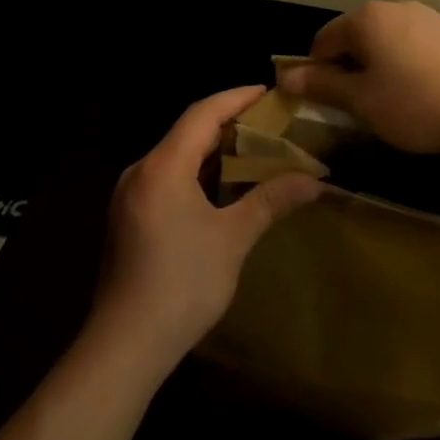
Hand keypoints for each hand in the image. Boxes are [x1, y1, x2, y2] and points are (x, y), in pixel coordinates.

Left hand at [89, 87, 321, 373]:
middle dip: (228, 122)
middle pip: (187, 131)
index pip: (202, 113)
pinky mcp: (128, 218)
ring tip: (253, 149)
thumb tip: (316, 181)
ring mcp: (130, 196)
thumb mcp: (233, 239)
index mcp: (163, 166)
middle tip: (269, 122)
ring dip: (212, 149)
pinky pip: (167, 177)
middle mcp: (141, 171)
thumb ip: (271, 201)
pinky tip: (221, 187)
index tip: (269, 93)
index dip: (237, 98)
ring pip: (176, 155)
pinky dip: (197, 171)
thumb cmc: (181, 285)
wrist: (124, 347)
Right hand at [275, 2, 439, 155]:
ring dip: (381, 63)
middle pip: (358, 35)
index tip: (323, 101)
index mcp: (367, 19)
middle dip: (351, 66)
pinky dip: (411, 62)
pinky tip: (425, 91)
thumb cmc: (416, 105)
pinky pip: (419, 44)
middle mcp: (396, 6)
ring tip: (393, 99)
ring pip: (390, 39)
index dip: (316, 71)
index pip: (324, 40)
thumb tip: (287, 77)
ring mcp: (429, 15)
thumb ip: (322, 86)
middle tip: (358, 104)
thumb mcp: (361, 102)